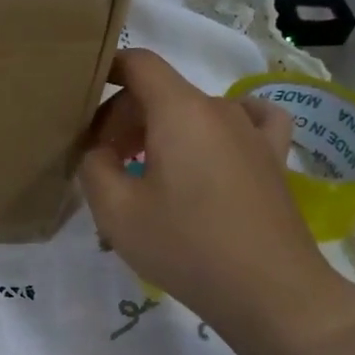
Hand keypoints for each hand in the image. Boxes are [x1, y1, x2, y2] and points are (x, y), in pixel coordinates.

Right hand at [77, 50, 354, 348]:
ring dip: (161, 131)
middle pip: (161, 92)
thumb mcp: (116, 211)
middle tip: (104, 164)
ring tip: (146, 171)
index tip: (81, 101)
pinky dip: (220, 126)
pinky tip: (213, 146)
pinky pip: (247, 120)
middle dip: (123, 119)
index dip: (106, 71)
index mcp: (179, 111)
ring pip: (193, 112)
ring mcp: (252, 132)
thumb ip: (94, 167)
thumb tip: (98, 151)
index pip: (138, 64)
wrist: (268, 290)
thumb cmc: (184, 246)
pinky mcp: (273, 158)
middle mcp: (219, 109)